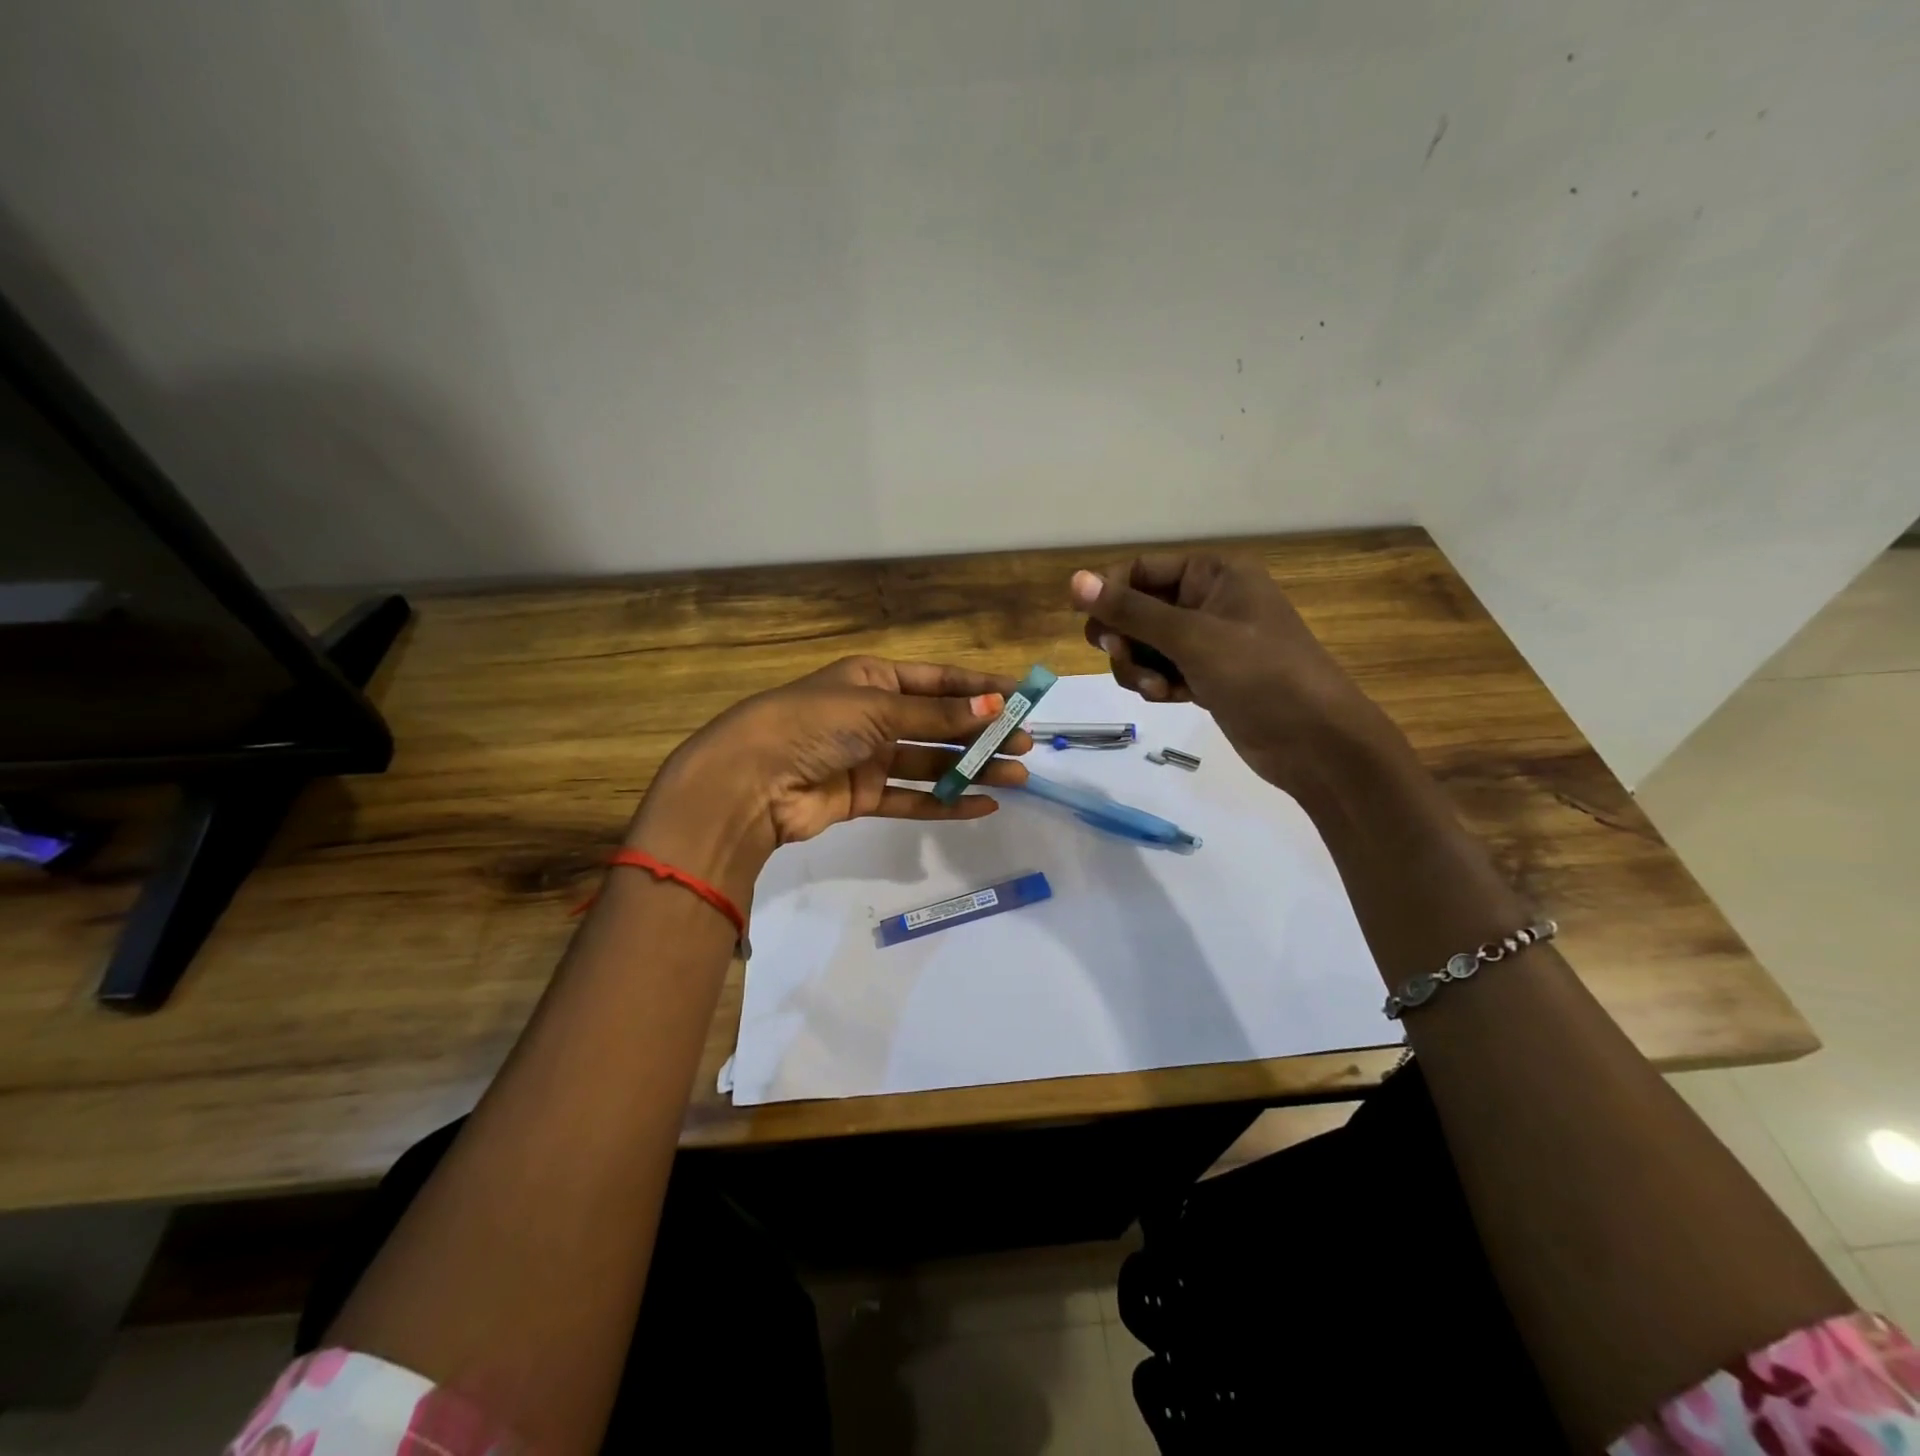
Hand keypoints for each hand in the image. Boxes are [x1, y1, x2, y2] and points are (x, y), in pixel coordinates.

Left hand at [627, 656, 1031, 906]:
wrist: (750, 781)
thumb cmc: (812, 725)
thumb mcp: (877, 709)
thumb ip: (937, 716)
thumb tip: (995, 704)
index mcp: (873, 679)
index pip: (938, 681)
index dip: (980, 687)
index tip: (1022, 697)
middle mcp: (873, 715)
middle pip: (940, 724)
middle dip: (983, 733)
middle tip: (1026, 745)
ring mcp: (868, 758)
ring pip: (931, 763)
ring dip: (972, 769)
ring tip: (1017, 776)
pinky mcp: (862, 797)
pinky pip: (912, 797)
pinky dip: (945, 802)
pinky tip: (982, 805)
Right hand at [1071, 553, 1393, 795]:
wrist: (1316, 742)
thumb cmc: (1260, 675)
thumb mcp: (1191, 637)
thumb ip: (1130, 610)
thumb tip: (1074, 580)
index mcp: (1214, 574)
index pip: (1142, 569)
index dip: (1110, 593)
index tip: (1089, 625)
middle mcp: (1209, 601)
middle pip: (1137, 609)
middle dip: (1124, 638)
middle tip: (1123, 657)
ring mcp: (1208, 642)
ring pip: (1145, 646)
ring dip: (1138, 667)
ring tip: (1157, 689)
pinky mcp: (1207, 677)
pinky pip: (1162, 671)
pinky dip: (1156, 684)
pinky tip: (1168, 699)